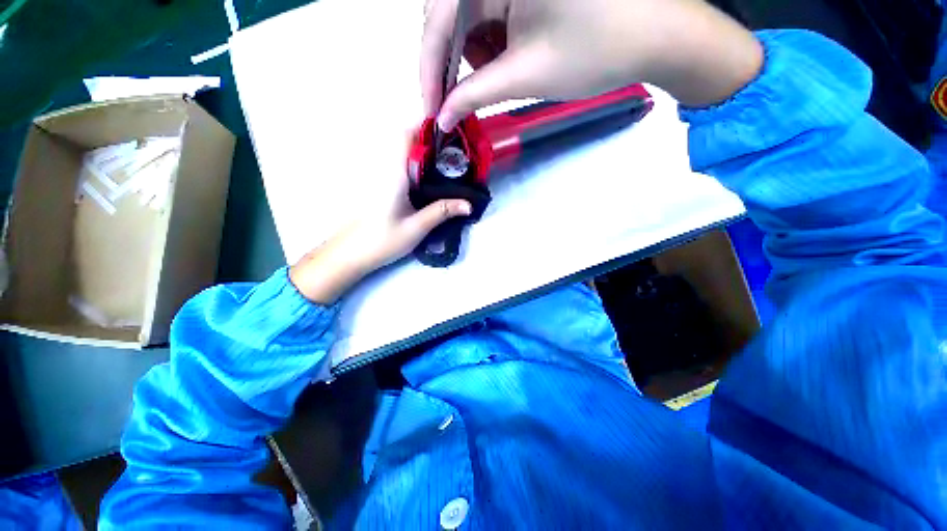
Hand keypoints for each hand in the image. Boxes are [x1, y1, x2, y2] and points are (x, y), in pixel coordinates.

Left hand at [290, 134, 471, 304]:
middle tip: (453, 153)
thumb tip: (469, 205)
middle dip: (429, 140)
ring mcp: (380, 176)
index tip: (447, 132)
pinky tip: (429, 181)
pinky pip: (399, 166)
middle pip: (405, 141)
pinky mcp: (380, 186)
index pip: (405, 135)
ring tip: (446, 166)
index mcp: (394, 174)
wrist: (351, 253)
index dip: (425, 126)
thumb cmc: (383, 240)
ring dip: (422, 153)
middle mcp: (385, 169)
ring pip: (402, 153)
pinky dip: (415, 166)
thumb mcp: (417, 227)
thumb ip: (442, 211)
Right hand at [421, 0, 763, 130]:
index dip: (430, 65)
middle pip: (450, 10)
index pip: (441, 13)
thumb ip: (475, 95)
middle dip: (446, 62)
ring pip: (467, 13)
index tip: (430, 106)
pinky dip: (486, 42)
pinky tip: (497, 62)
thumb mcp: (526, 74)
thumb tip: (444, 116)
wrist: (657, 36)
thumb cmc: (596, 52)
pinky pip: (489, 10)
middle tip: (447, 103)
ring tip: (480, 84)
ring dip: (467, 54)